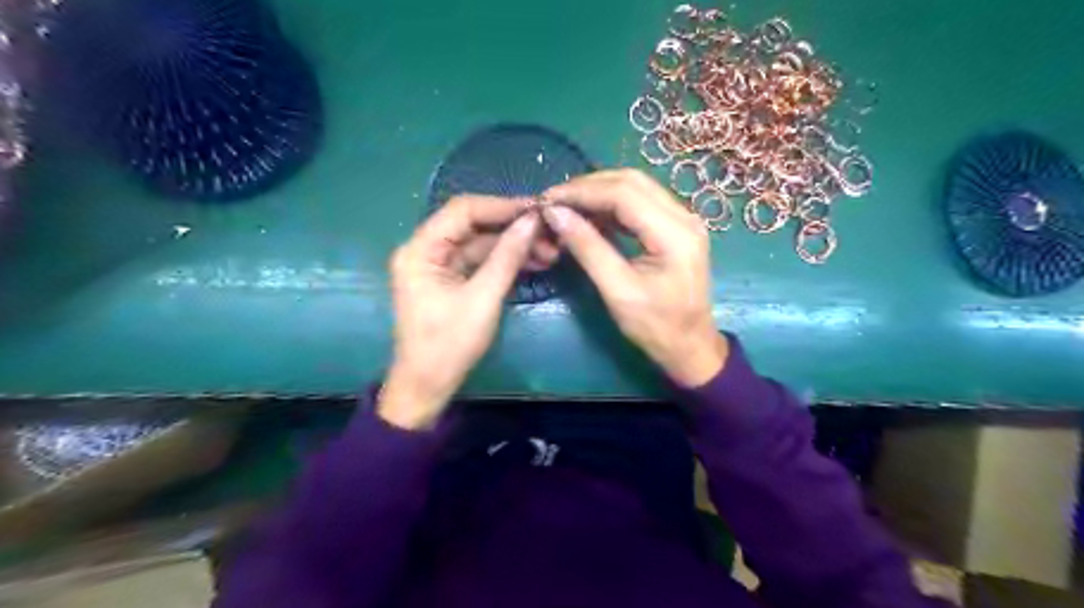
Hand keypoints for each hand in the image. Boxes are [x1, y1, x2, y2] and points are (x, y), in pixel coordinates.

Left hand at [381, 197, 541, 430]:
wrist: (428, 385)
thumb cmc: (449, 345)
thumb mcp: (482, 299)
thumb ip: (506, 257)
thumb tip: (532, 221)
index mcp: (421, 249)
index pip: (463, 211)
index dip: (502, 206)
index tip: (538, 209)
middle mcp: (426, 250)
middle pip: (473, 225)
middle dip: (512, 228)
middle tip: (550, 233)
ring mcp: (439, 265)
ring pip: (481, 243)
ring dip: (514, 246)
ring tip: (550, 251)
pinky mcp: (451, 279)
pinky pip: (480, 261)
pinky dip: (505, 261)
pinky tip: (535, 262)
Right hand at [542, 169, 727, 385]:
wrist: (689, 347)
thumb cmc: (656, 327)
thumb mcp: (618, 291)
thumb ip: (588, 248)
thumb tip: (555, 214)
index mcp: (675, 233)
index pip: (624, 193)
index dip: (583, 191)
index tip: (549, 199)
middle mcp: (684, 217)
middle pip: (631, 181)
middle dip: (589, 186)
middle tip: (555, 201)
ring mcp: (682, 220)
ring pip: (635, 188)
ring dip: (599, 193)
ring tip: (566, 207)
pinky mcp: (675, 228)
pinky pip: (640, 204)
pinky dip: (611, 205)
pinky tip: (589, 217)